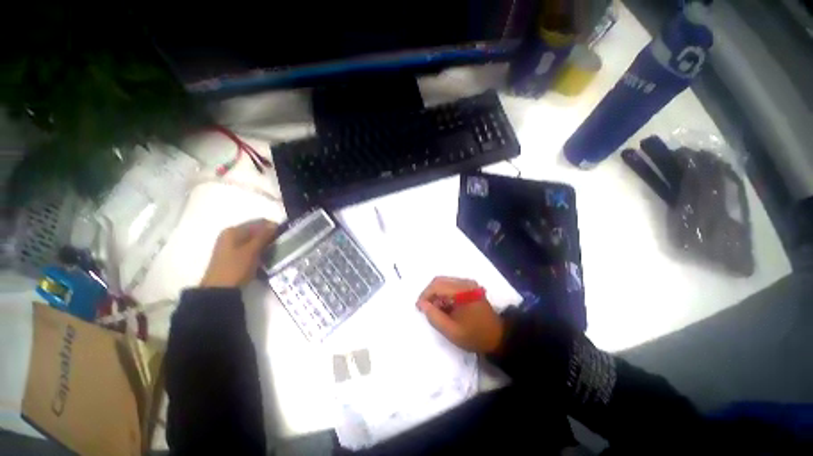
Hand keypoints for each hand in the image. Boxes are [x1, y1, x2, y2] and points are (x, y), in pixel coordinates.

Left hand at [200, 219, 277, 287]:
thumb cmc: (236, 268)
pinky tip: (264, 258)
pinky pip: (249, 248)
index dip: (272, 227)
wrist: (219, 290)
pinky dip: (258, 251)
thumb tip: (274, 224)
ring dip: (264, 245)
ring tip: (273, 253)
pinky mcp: (232, 255)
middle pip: (255, 231)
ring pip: (253, 240)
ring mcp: (230, 245)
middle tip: (279, 245)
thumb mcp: (252, 251)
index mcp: (234, 230)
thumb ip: (263, 236)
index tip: (283, 236)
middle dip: (268, 236)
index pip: (258, 222)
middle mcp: (230, 235)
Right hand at [416, 276, 504, 354]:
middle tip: (424, 308)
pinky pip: (451, 285)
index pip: (437, 286)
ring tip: (434, 309)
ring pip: (444, 282)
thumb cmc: (475, 335)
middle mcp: (466, 282)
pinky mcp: (470, 287)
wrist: (498, 337)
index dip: (425, 295)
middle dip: (429, 294)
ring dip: (436, 294)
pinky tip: (444, 307)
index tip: (418, 308)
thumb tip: (421, 304)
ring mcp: (468, 283)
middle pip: (440, 281)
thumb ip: (434, 317)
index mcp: (463, 291)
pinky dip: (443, 294)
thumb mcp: (452, 331)